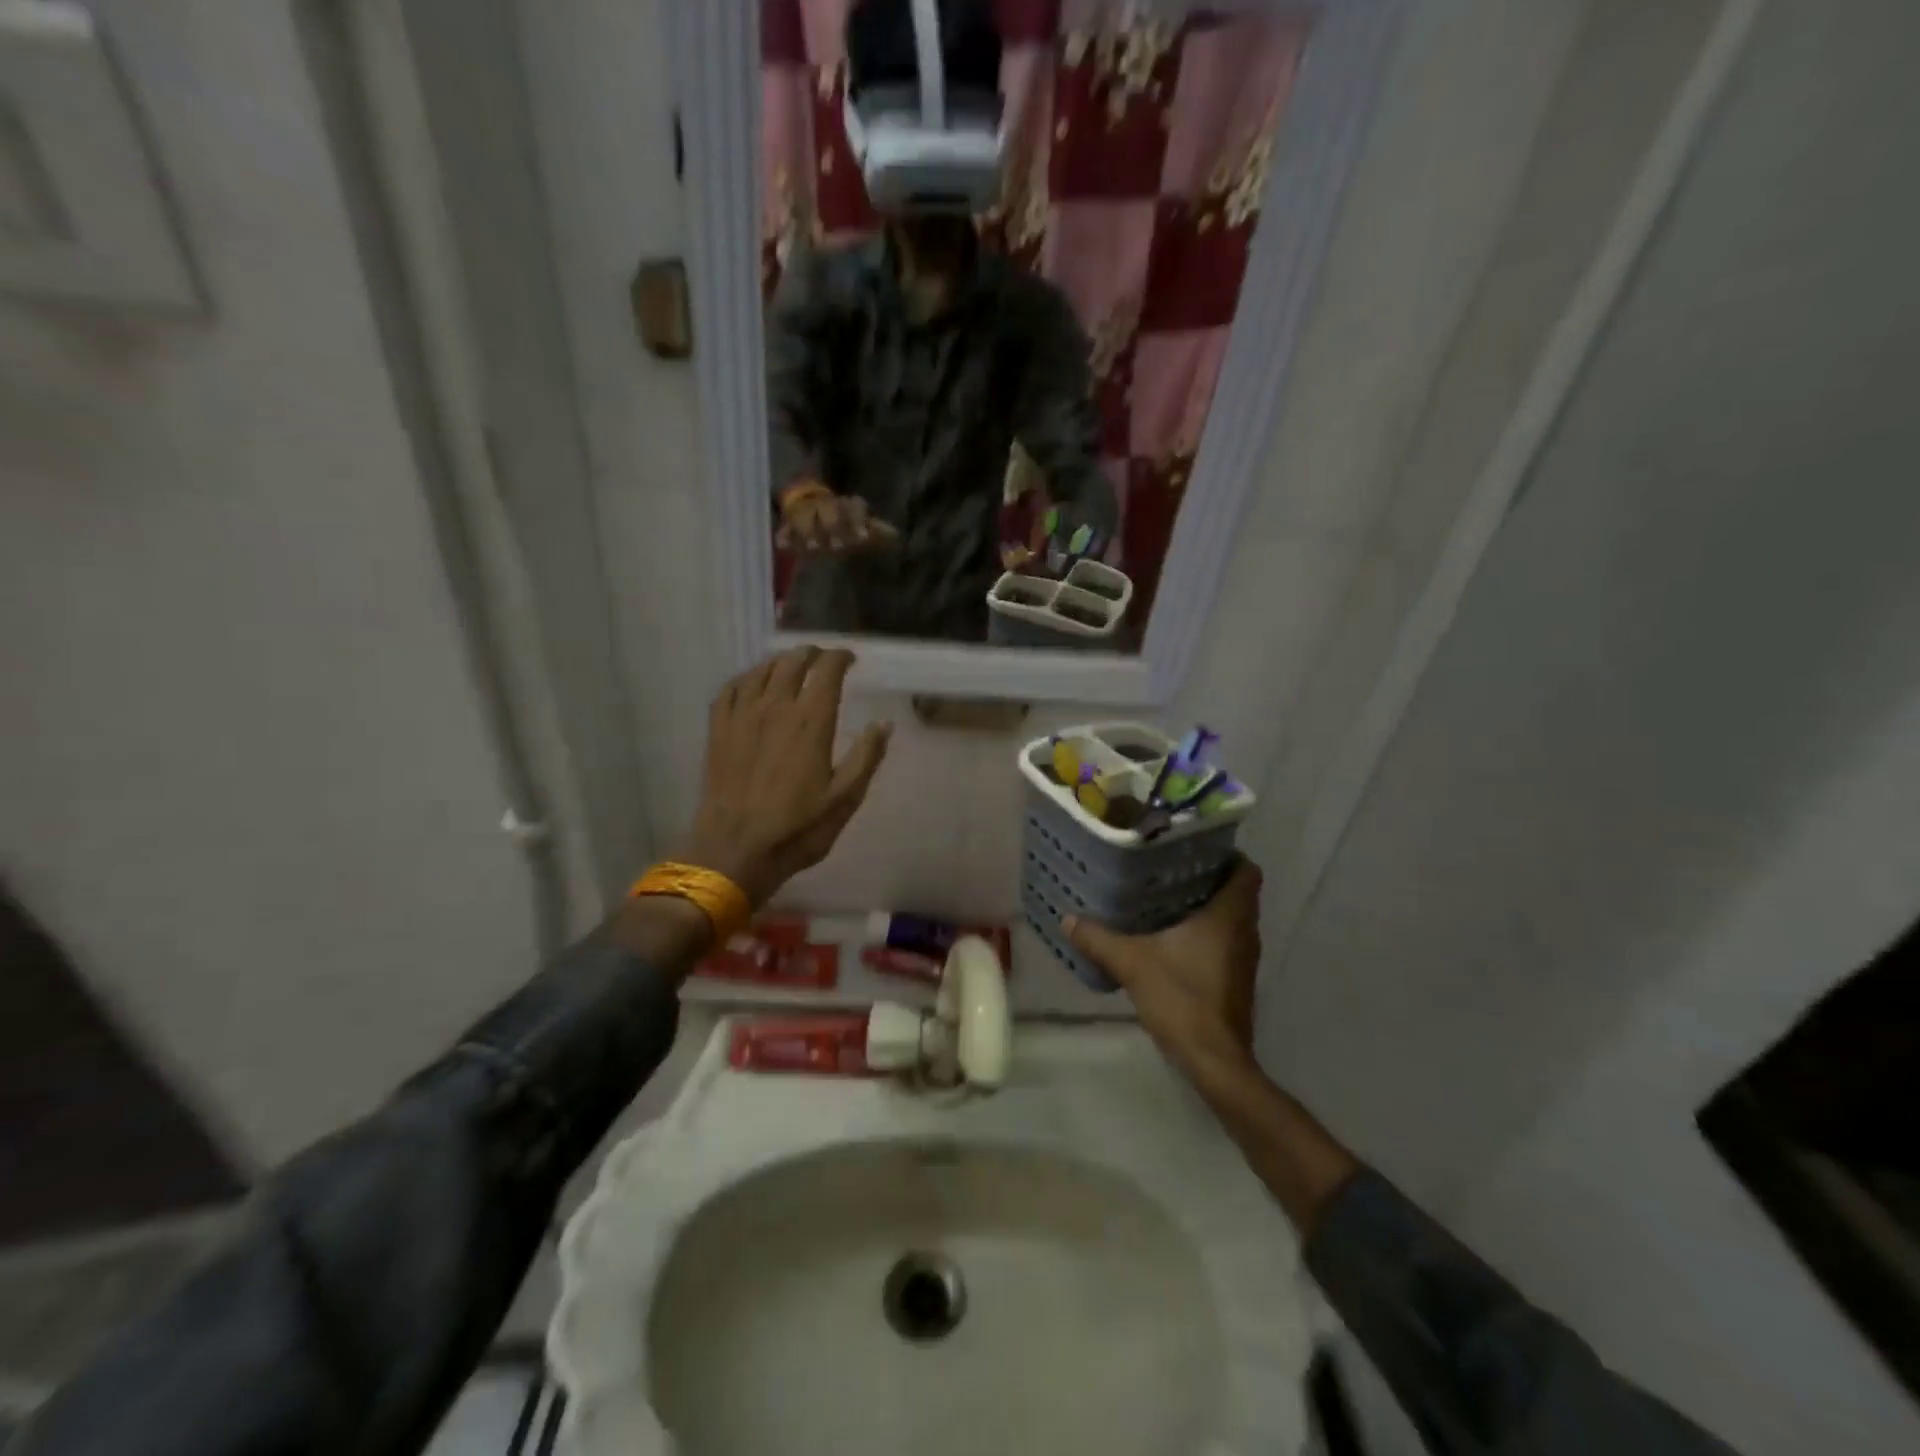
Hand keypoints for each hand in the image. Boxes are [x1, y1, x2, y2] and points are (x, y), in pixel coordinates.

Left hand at [676, 647, 891, 906]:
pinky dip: (746, 677)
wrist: (734, 850)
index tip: (850, 659)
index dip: (840, 658)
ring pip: (761, 670)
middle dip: (811, 654)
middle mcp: (775, 708)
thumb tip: (884, 724)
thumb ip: (866, 757)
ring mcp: (742, 717)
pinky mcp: (718, 730)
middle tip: (823, 660)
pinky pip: (730, 688)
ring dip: (780, 661)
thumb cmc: (797, 829)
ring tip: (791, 665)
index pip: (827, 671)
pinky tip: (752, 683)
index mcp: (811, 722)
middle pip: (792, 662)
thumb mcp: (844, 799)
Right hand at [777, 489, 900, 554]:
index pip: (854, 506)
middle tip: (838, 547)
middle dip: (832, 525)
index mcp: (845, 505)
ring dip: (808, 531)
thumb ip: (875, 532)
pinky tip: (783, 545)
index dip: (858, 520)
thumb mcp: (860, 528)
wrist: (811, 509)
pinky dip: (784, 535)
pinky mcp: (788, 523)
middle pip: (828, 509)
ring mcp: (805, 513)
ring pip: (804, 516)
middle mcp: (825, 505)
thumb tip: (896, 536)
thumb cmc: (843, 524)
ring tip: (812, 549)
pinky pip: (784, 527)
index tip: (863, 539)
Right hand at [1065, 858, 1262, 1083]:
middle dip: (1207, 878)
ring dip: (1205, 908)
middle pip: (1236, 893)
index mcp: (1229, 916)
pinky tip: (1170, 939)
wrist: (1214, 1061)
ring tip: (1164, 897)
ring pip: (1230, 919)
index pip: (1246, 871)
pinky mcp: (1235, 981)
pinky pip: (1224, 943)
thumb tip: (1068, 919)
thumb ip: (1099, 939)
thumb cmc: (1182, 999)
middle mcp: (1245, 933)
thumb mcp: (1132, 963)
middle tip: (1168, 868)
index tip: (1195, 847)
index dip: (1226, 855)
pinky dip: (1204, 934)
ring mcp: (1243, 960)